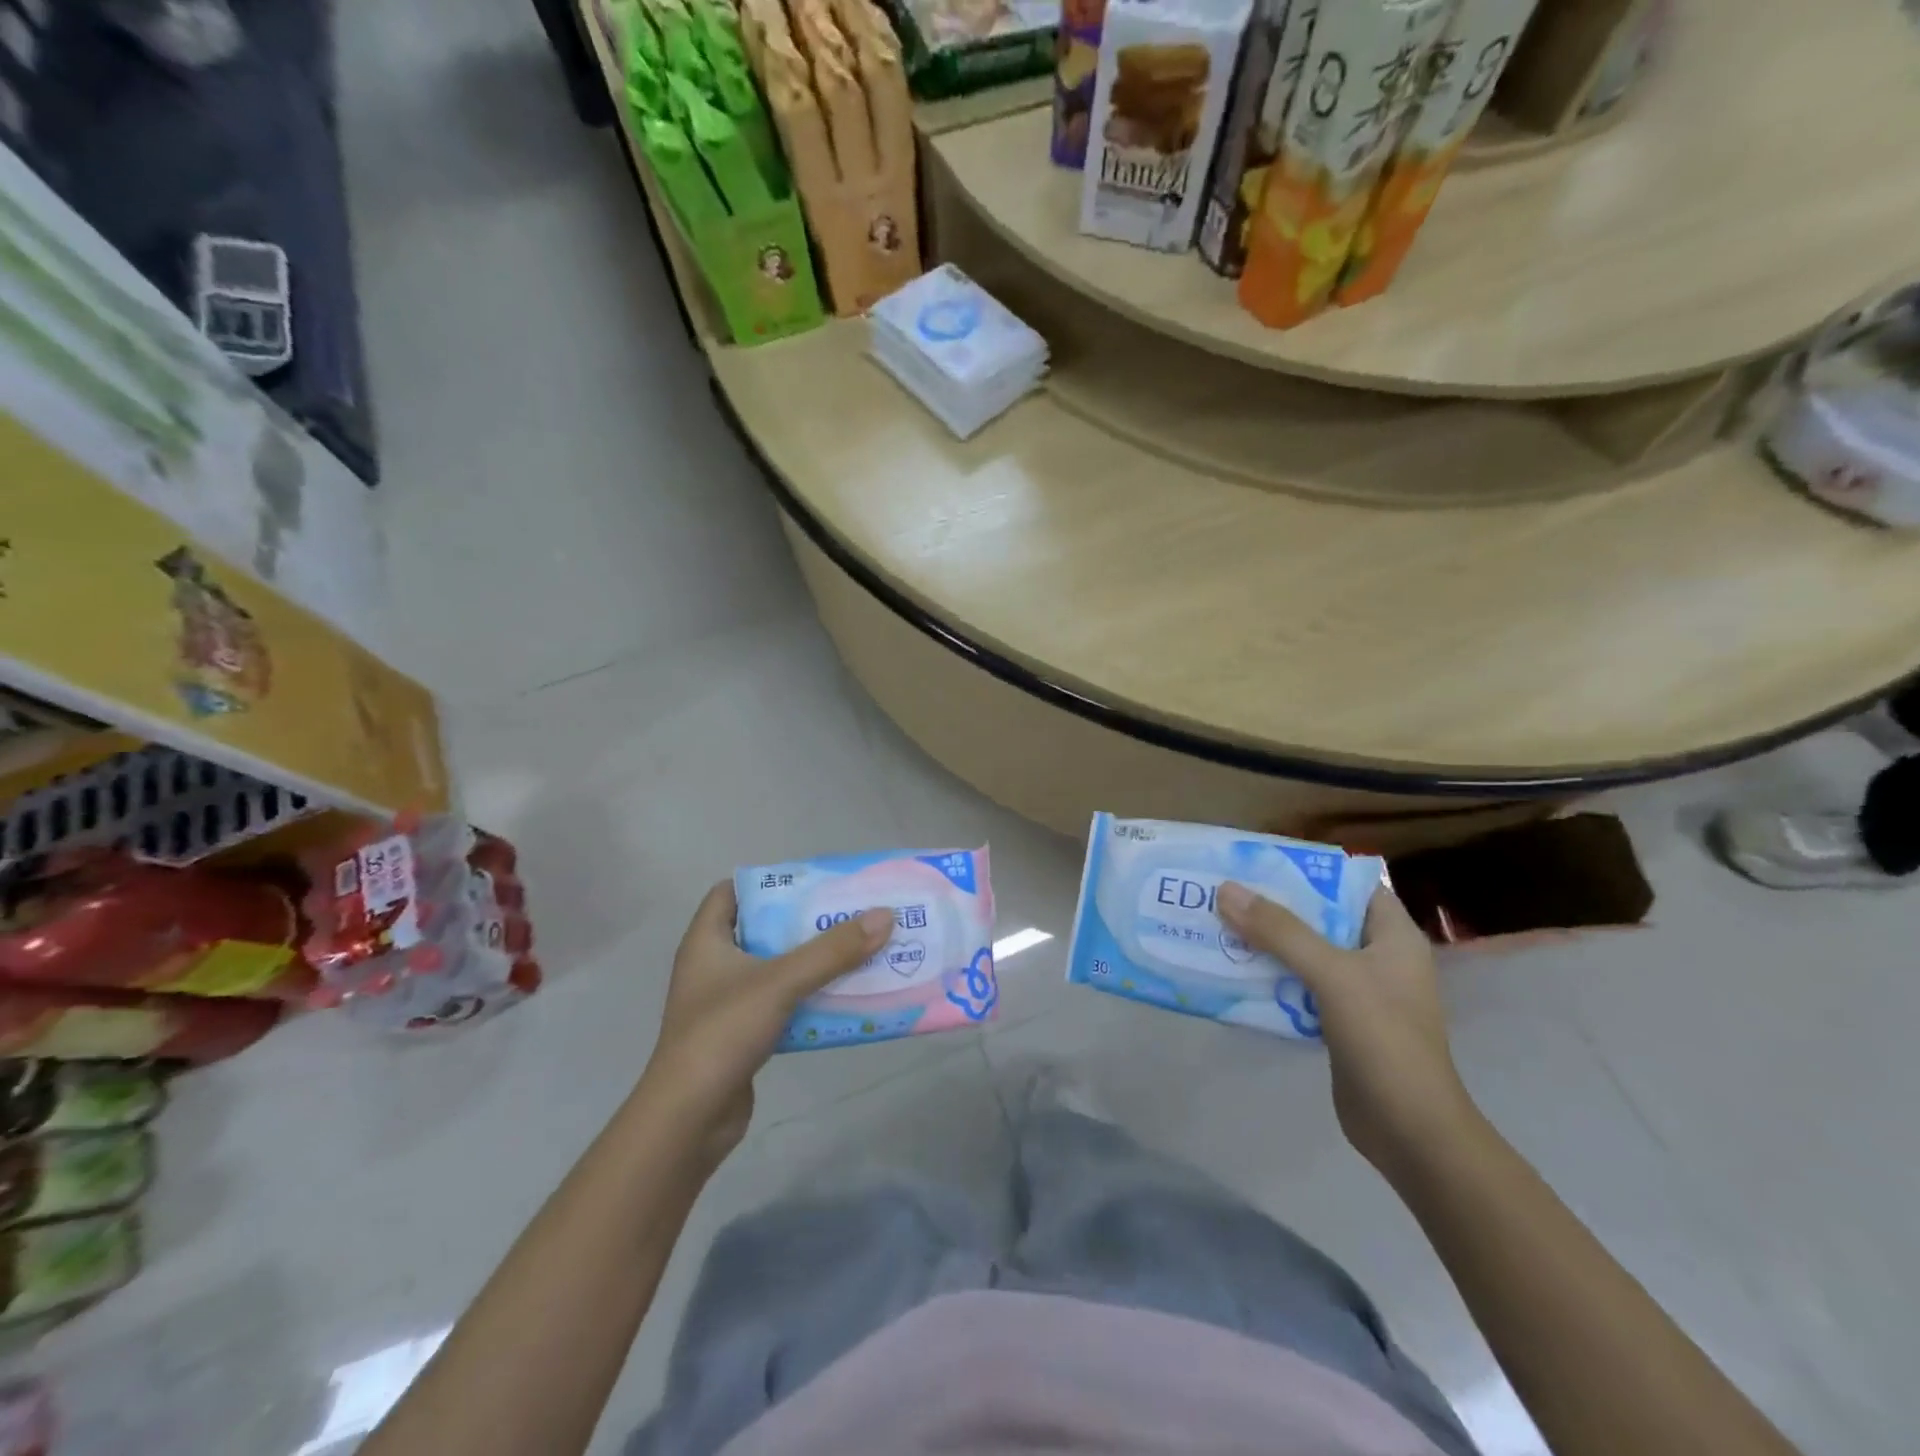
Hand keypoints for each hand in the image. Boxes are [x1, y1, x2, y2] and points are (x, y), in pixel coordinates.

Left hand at [641, 882, 891, 1160]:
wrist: (689, 1120)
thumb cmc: (723, 1033)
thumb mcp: (780, 982)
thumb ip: (832, 951)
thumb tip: (884, 915)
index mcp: (706, 941)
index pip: (731, 892)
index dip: (768, 881)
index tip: (811, 882)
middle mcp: (714, 966)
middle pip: (763, 929)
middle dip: (805, 922)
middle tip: (849, 913)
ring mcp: (727, 1002)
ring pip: (777, 968)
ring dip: (814, 961)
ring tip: (858, 949)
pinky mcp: (743, 1034)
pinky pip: (783, 1003)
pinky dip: (811, 996)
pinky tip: (845, 996)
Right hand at [1216, 880, 1477, 1176]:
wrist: (1410, 1131)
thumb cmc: (1384, 1039)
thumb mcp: (1332, 974)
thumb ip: (1280, 931)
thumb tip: (1226, 890)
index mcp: (1392, 935)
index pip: (1351, 883)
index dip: (1308, 869)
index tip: (1259, 861)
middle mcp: (1377, 956)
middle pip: (1320, 917)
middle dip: (1274, 905)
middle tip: (1225, 891)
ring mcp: (1359, 991)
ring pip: (1305, 952)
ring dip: (1266, 941)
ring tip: (1218, 924)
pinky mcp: (1339, 1021)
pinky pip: (1298, 985)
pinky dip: (1270, 976)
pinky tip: (1234, 970)